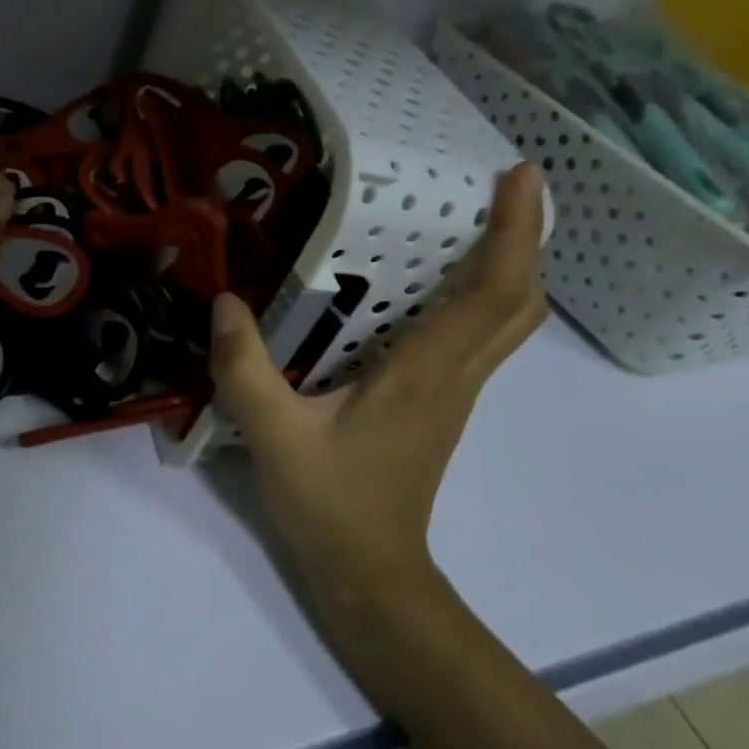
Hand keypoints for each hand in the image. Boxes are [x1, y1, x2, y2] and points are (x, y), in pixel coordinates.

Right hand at [208, 165, 546, 641]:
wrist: (370, 574)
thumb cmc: (331, 505)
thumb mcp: (273, 435)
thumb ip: (245, 369)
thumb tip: (225, 301)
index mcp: (426, 374)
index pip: (492, 293)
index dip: (514, 231)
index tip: (518, 174)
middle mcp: (454, 377)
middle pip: (519, 303)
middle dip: (523, 241)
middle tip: (495, 191)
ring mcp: (452, 394)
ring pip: (504, 322)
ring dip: (504, 267)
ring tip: (467, 223)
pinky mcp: (437, 405)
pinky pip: (475, 338)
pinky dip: (475, 298)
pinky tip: (425, 288)